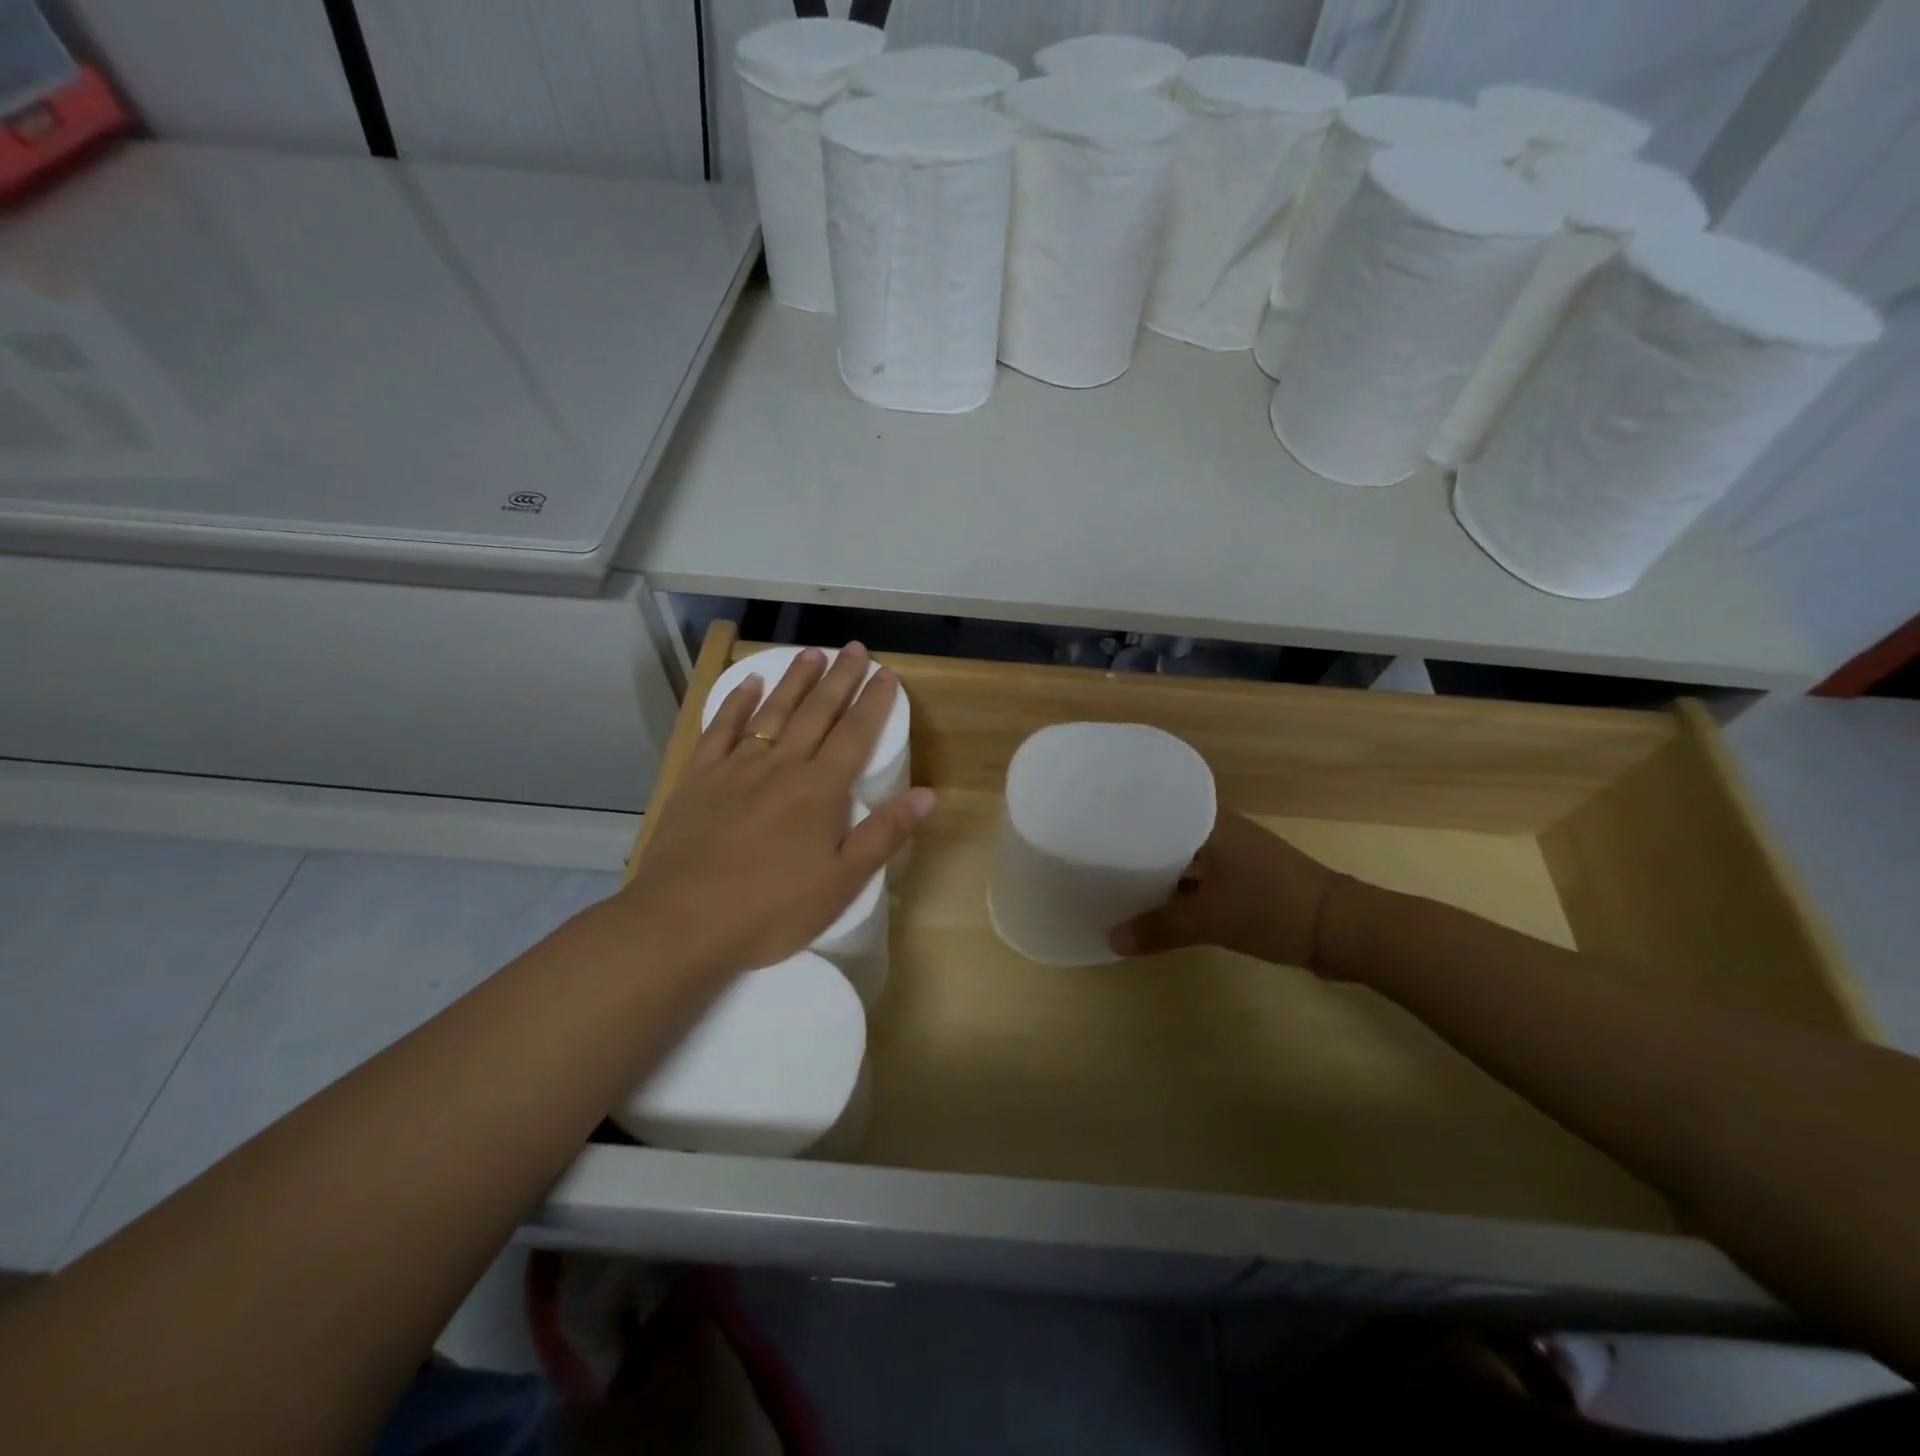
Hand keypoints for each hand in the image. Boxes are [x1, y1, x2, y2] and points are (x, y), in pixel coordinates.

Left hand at [619, 644, 934, 980]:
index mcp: (820, 789)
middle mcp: (781, 765)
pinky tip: (749, 684)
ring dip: (795, 681)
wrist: (682, 921)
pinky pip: (721, 729)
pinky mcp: (699, 778)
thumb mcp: (842, 881)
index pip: (855, 733)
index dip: (874, 702)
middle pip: (817, 712)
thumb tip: (928, 794)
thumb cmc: (771, 909)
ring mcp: (736, 768)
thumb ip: (884, 833)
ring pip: (773, 712)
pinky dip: (737, 702)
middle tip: (856, 649)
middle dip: (840, 679)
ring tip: (812, 654)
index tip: (887, 674)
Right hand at [1109, 809, 1341, 970]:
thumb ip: (1159, 929)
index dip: (1124, 816)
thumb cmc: (1272, 907)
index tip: (1090, 824)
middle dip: (1135, 848)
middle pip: (1166, 834)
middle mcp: (1220, 830)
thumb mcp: (1210, 920)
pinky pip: (1200, 877)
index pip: (1156, 806)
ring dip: (1158, 872)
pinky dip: (1180, 889)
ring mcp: (1235, 855)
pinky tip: (1157, 906)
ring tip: (1116, 882)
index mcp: (1209, 821)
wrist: (1342, 928)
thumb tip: (1111, 940)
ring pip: (1183, 857)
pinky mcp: (1245, 879)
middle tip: (1093, 857)